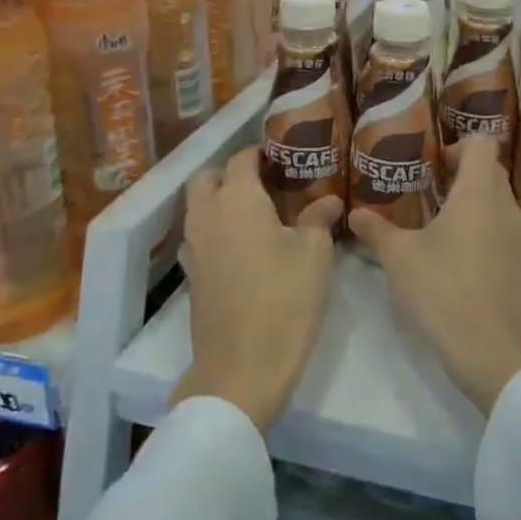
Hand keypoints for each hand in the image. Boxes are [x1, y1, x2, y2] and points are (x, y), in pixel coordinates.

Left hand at [170, 147, 343, 431]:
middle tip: (264, 181)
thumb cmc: (285, 299)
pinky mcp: (192, 277)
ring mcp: (194, 248)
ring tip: (256, 213)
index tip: (282, 155)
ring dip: (219, 201)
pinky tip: (244, 247)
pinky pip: (199, 237)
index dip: (259, 152)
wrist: (243, 367)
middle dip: (230, 172)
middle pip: (206, 178)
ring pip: (198, 208)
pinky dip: (216, 230)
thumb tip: (328, 200)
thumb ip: (319, 218)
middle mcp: (207, 216)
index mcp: (237, 199)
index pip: (241, 159)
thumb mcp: (315, 254)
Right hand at [348, 137, 520, 416]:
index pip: (482, 144)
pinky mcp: (519, 264)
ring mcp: (517, 237)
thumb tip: (355, 214)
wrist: (491, 348)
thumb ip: (376, 230)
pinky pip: (502, 229)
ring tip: (437, 222)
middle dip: (462, 172)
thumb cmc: (443, 289)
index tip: (432, 164)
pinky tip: (454, 254)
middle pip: (491, 170)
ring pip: (498, 201)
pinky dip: (482, 228)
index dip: (457, 145)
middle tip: (428, 189)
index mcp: (478, 193)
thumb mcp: (399, 257)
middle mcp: (504, 207)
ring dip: (472, 202)